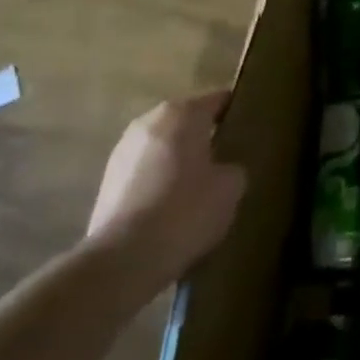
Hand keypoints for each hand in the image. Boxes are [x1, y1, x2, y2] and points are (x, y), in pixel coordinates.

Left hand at [86, 91, 246, 296]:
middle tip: (229, 159)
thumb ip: (233, 167)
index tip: (252, 128)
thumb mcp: (231, 187)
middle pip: (187, 121)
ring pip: (164, 147)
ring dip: (180, 159)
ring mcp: (122, 151)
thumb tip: (224, 169)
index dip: (237, 112)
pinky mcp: (107, 182)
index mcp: (182, 112)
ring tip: (201, 187)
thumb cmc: (186, 210)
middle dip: (206, 137)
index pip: (218, 100)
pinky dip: (160, 181)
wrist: (124, 259)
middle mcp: (149, 122)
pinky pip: (146, 171)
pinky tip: (174, 208)